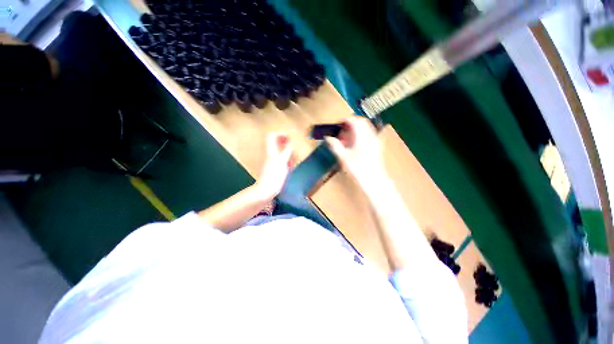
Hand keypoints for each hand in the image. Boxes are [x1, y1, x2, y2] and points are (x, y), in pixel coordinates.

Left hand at [256, 132, 293, 199]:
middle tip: (292, 146)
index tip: (289, 138)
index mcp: (271, 152)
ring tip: (292, 157)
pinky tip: (290, 167)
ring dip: (287, 152)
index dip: (280, 134)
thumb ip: (286, 151)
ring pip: (279, 152)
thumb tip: (290, 141)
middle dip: (285, 143)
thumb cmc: (274, 176)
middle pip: (275, 143)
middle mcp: (271, 155)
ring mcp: (272, 162)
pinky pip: (281, 161)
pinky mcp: (274, 169)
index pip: (272, 136)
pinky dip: (286, 161)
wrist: (266, 191)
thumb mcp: (282, 162)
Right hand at [325, 117, 385, 186]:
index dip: (346, 120)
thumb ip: (336, 145)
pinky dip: (361, 135)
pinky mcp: (378, 146)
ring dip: (356, 130)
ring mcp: (376, 141)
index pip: (355, 121)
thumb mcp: (344, 157)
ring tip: (347, 140)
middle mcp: (371, 136)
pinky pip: (369, 134)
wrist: (374, 180)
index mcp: (362, 137)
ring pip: (366, 128)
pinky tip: (355, 146)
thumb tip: (328, 138)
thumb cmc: (357, 169)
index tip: (338, 125)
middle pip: (362, 122)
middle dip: (351, 124)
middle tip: (342, 133)